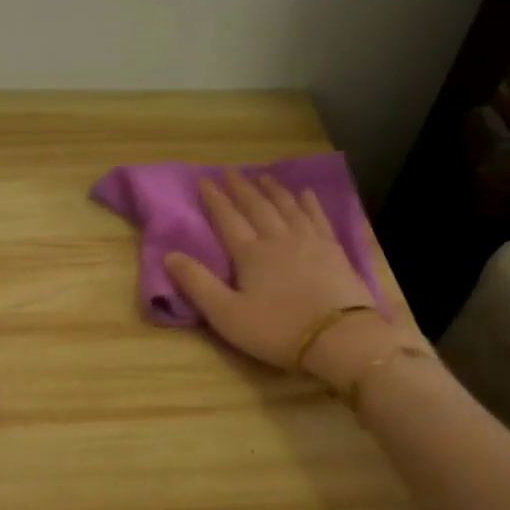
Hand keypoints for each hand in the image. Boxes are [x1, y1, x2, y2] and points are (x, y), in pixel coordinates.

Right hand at [164, 171, 419, 391]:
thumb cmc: (277, 329)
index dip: (214, 200)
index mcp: (250, 254)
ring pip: (287, 207)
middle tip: (231, 172)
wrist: (339, 338)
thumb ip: (198, 284)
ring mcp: (310, 242)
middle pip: (257, 207)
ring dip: (273, 190)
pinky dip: (309, 203)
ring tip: (263, 176)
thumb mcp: (227, 314)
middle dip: (242, 189)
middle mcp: (278, 239)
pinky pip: (318, 218)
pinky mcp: (334, 251)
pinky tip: (306, 194)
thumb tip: (169, 255)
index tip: (204, 181)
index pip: (228, 220)